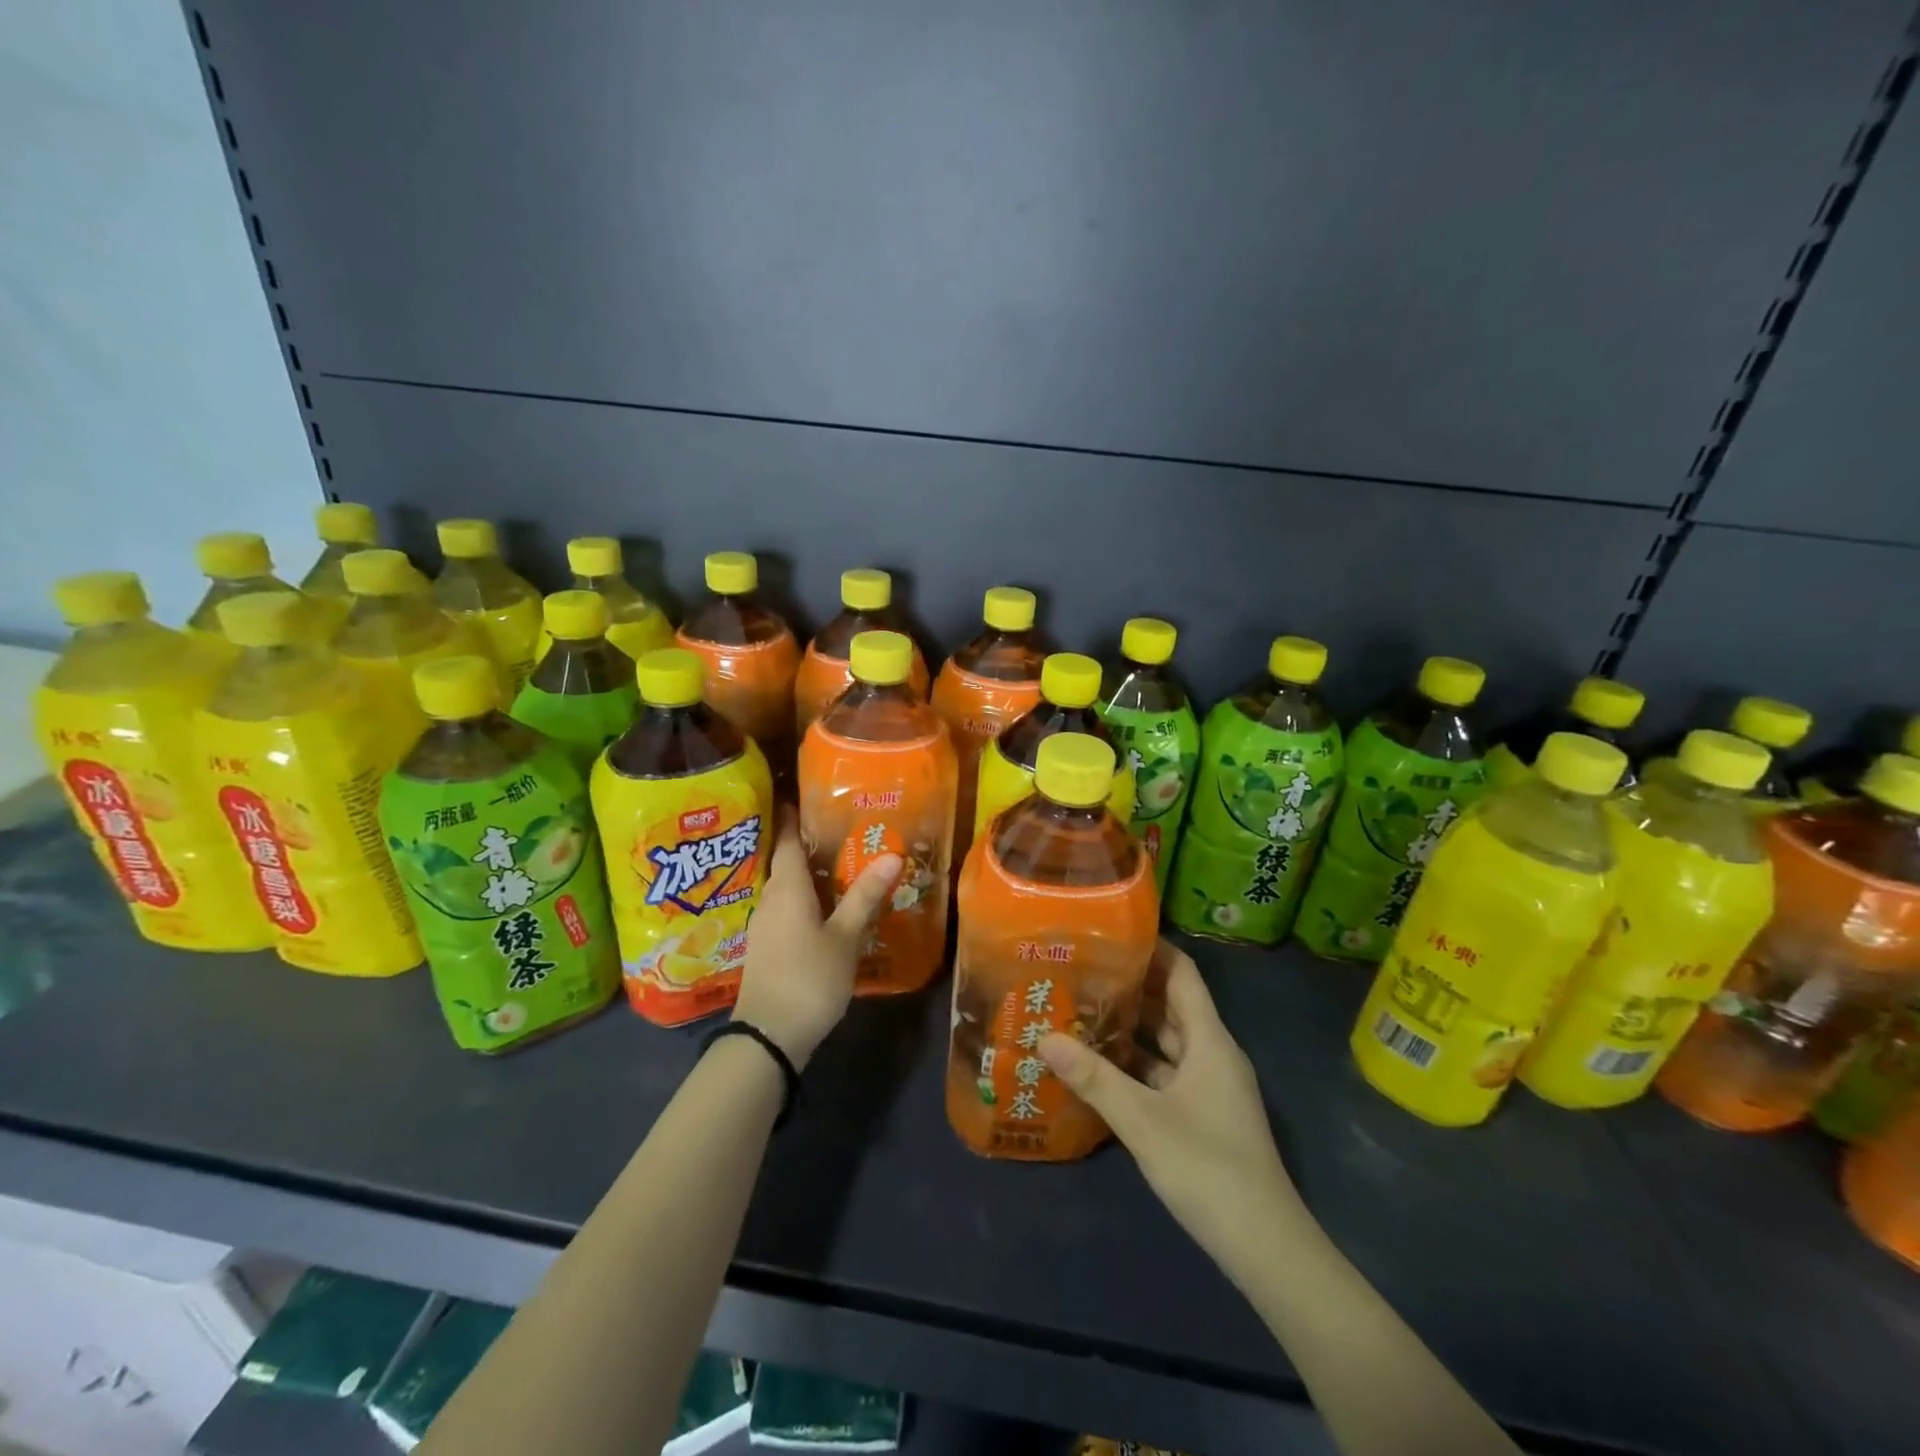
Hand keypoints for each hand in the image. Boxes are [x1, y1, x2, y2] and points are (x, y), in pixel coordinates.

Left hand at [734, 808, 900, 1067]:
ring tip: (837, 864)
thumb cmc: (808, 978)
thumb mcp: (844, 937)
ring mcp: (765, 925)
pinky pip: (786, 909)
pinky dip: (804, 899)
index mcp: (787, 888)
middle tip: (839, 828)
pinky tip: (824, 907)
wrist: (768, 1037)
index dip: (794, 817)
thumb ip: (864, 896)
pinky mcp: (767, 947)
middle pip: (786, 862)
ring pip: (786, 888)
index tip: (804, 796)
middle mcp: (770, 899)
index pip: (788, 841)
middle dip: (807, 844)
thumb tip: (892, 855)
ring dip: (807, 874)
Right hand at [1040, 940, 1302, 1272]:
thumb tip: (1044, 1036)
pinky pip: (1166, 1072)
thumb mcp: (1143, 1120)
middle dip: (1130, 986)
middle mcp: (1212, 1054)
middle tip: (1080, 969)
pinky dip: (1137, 1063)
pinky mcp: (1203, 1114)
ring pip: (1167, 1041)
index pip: (1182, 974)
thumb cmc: (1208, 1169)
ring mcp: (1210, 1086)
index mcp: (1209, 1040)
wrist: (1266, 1248)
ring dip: (1130, 1026)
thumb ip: (1094, 1077)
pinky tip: (1100, 1066)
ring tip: (1081, 1009)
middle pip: (1171, 1004)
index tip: (1109, 933)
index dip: (1151, 949)